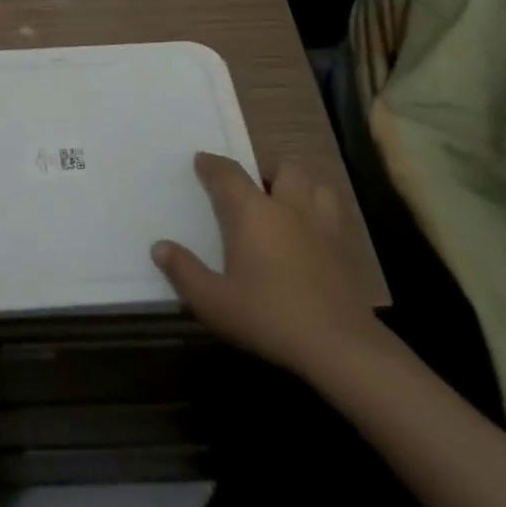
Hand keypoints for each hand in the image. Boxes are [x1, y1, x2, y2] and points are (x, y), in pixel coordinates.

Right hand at [152, 152, 380, 379]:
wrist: (339, 346)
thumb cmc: (269, 317)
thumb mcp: (213, 302)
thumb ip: (184, 271)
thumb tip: (159, 247)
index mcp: (253, 213)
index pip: (228, 174)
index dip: (212, 164)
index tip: (201, 160)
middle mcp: (289, 208)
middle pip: (282, 169)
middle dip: (265, 171)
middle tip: (252, 189)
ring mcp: (323, 226)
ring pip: (316, 185)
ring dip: (300, 187)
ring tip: (287, 204)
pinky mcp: (346, 250)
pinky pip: (333, 214)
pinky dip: (320, 213)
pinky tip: (312, 235)